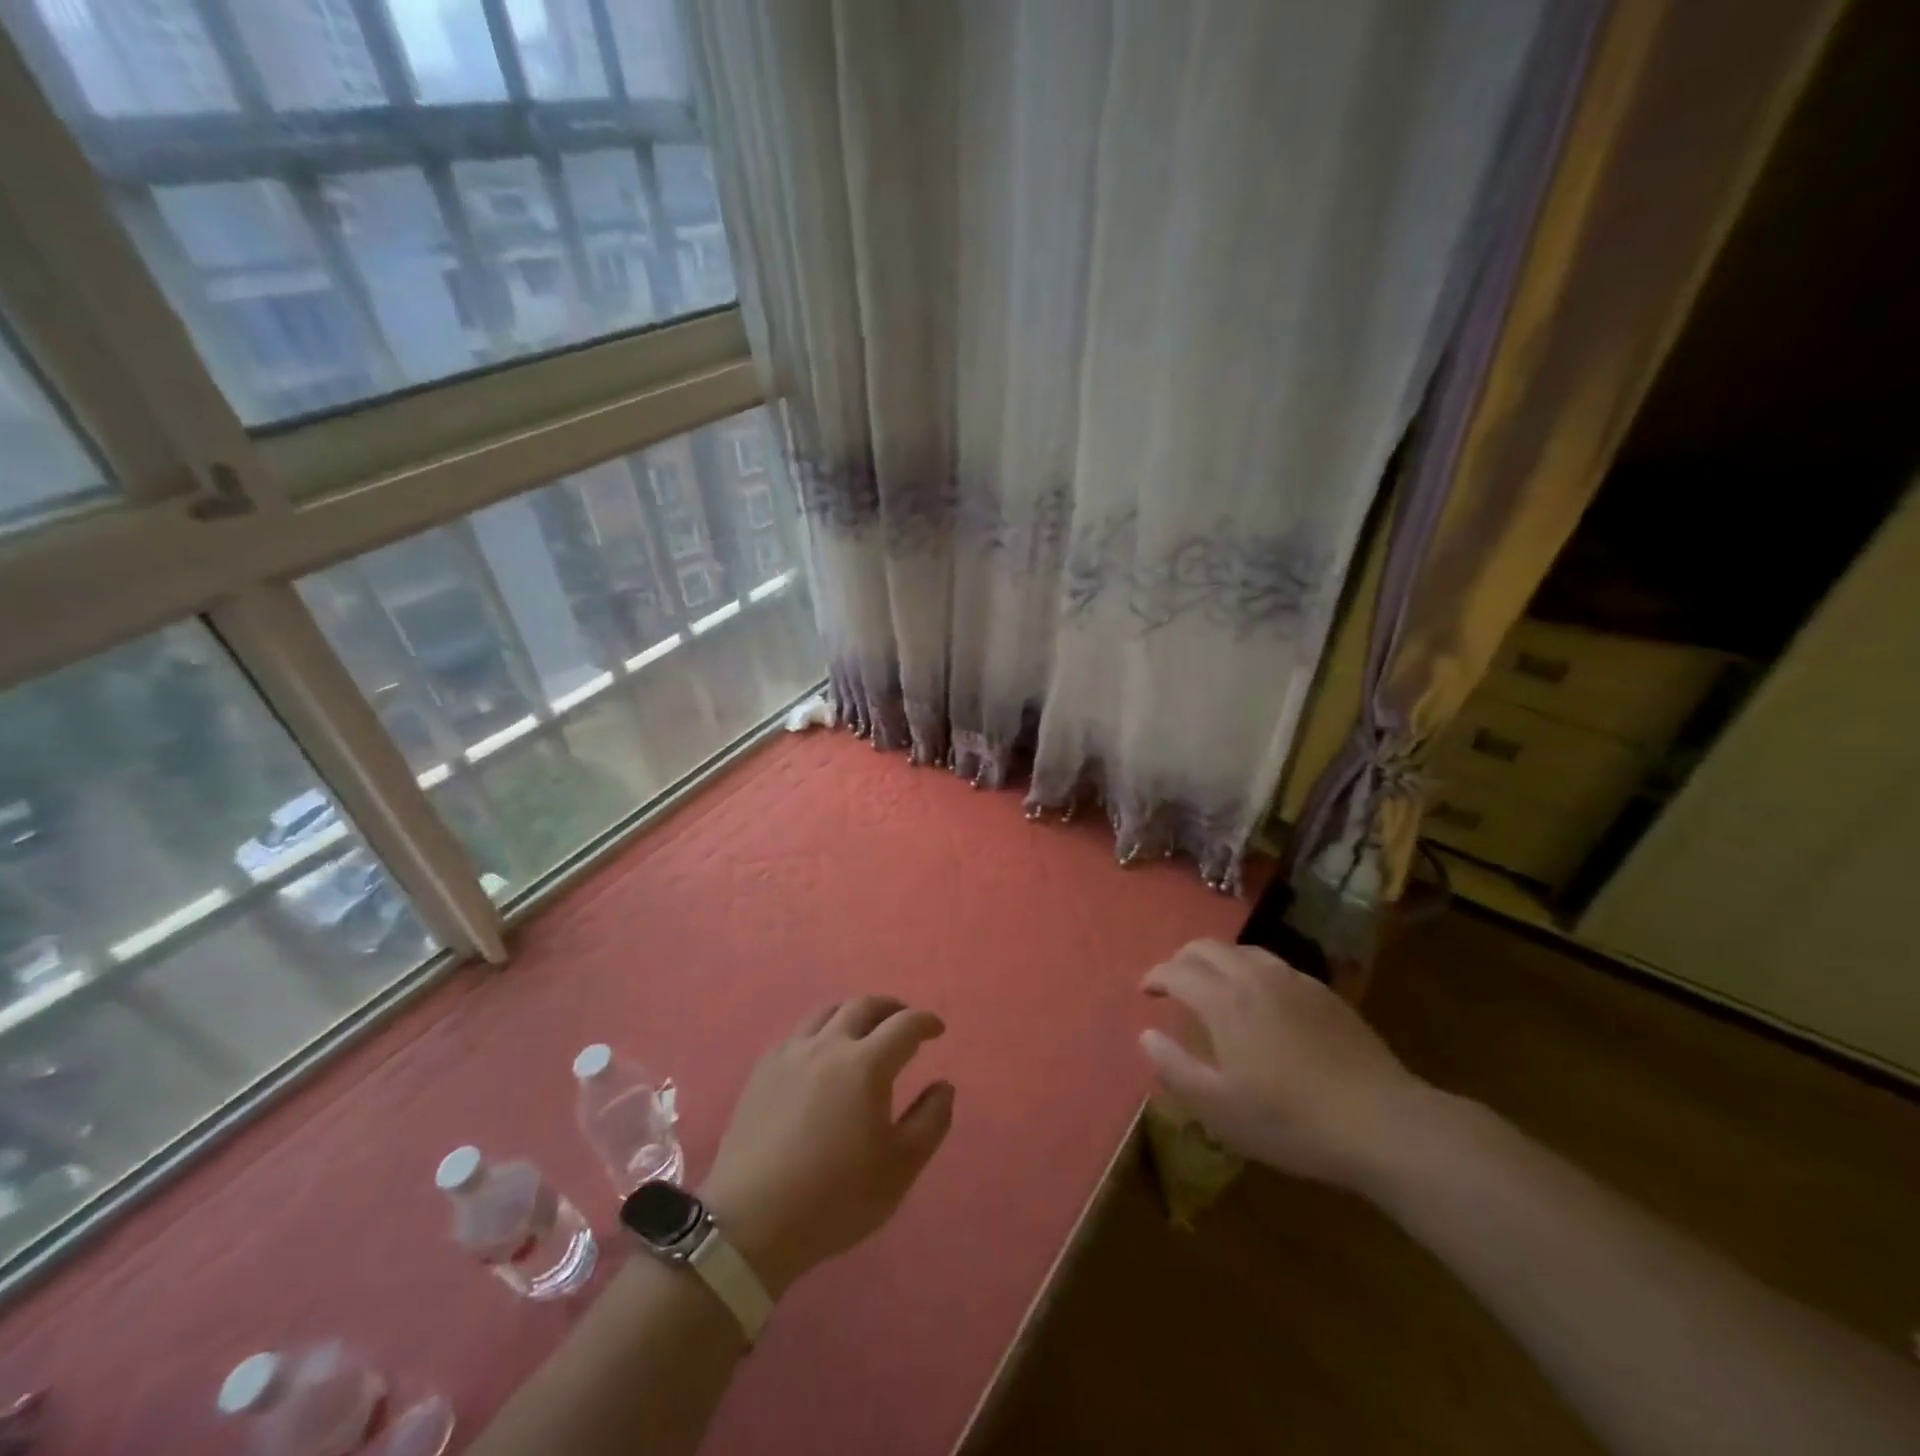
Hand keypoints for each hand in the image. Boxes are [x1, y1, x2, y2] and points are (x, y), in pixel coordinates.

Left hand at [699, 996, 953, 1297]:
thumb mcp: (900, 1168)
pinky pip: (799, 1033)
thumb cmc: (835, 1197)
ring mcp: (790, 1054)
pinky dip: (821, 1031)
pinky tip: (822, 1054)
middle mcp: (828, 1045)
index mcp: (865, 1064)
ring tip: (864, 1030)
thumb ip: (930, 1121)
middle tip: (904, 1021)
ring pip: (827, 1012)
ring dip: (853, 1012)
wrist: (751, 1223)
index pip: (905, 1025)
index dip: (925, 1022)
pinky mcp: (762, 1070)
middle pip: (864, 1006)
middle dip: (891, 1008)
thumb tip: (944, 1086)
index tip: (937, 1029)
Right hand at [1140, 939, 1428, 1189]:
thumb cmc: (1290, 1120)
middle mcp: (1254, 976)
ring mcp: (1294, 980)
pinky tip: (1262, 1001)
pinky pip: (1274, 966)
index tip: (1144, 991)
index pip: (1177, 971)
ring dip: (1217, 961)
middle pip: (1207, 948)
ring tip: (1214, 987)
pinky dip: (1251, 971)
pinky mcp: (1324, 992)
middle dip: (1182, 960)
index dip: (1155, 976)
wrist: (1381, 1122)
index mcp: (1224, 1000)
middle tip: (1173, 983)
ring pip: (1243, 951)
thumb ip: (1175, 1068)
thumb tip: (1146, 1036)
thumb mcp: (1220, 1108)